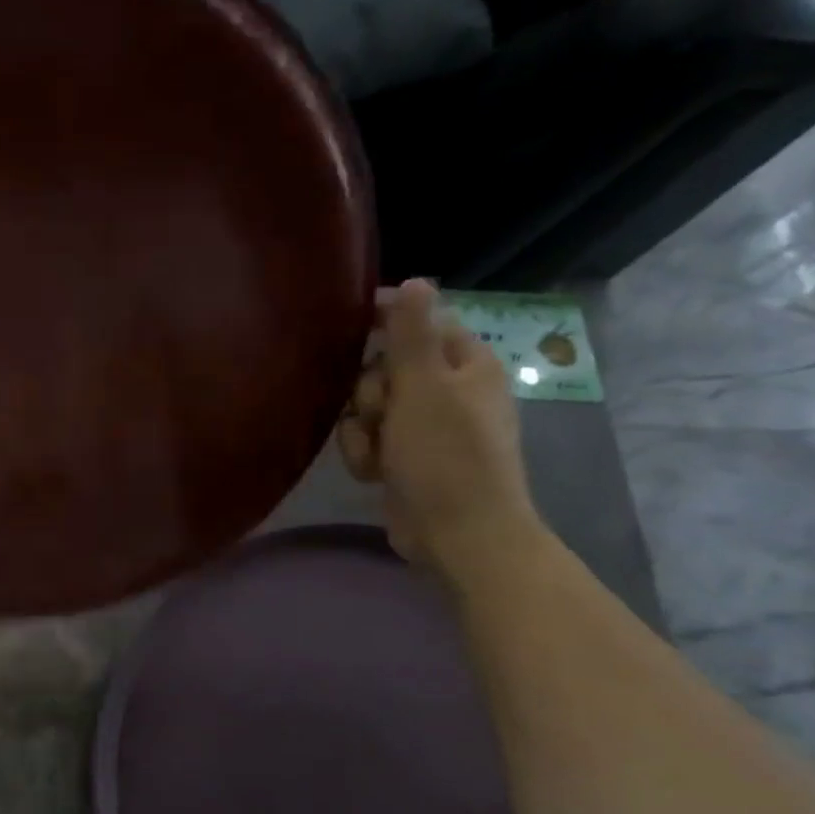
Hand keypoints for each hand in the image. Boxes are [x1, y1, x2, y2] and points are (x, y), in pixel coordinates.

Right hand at [337, 279, 542, 580]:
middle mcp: (448, 390)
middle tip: (379, 413)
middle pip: (384, 368)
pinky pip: (370, 439)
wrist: (457, 533)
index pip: (419, 323)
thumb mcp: (424, 388)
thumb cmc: (445, 456)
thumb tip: (416, 280)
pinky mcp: (407, 457)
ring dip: (361, 429)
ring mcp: (427, 427)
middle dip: (369, 392)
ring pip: (370, 407)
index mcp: (466, 364)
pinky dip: (365, 453)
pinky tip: (373, 472)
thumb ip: (412, 335)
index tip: (348, 327)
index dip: (384, 321)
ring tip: (376, 452)